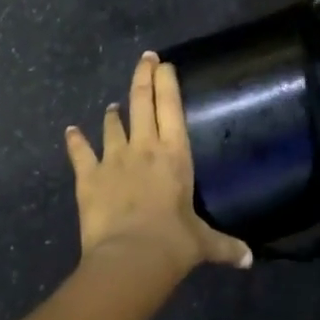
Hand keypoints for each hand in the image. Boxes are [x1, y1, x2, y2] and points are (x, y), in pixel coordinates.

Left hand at [66, 52, 253, 278]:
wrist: (130, 258)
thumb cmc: (174, 244)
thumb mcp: (204, 243)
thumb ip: (226, 246)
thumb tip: (249, 260)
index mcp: (175, 154)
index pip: (171, 106)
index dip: (167, 81)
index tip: (164, 63)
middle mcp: (144, 147)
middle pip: (142, 102)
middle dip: (143, 76)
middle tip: (145, 59)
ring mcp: (113, 159)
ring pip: (113, 125)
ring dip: (114, 113)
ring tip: (114, 106)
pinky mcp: (88, 177)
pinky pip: (80, 152)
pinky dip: (75, 141)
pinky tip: (71, 131)